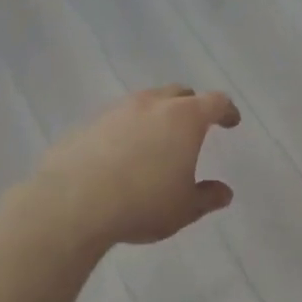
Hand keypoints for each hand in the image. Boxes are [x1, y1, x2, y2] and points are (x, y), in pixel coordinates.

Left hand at [39, 85, 240, 248]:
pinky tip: (121, 155)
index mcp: (185, 118)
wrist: (71, 204)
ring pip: (144, 103)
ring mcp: (116, 111)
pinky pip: (115, 120)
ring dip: (156, 116)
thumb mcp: (184, 208)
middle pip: (178, 93)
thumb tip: (223, 192)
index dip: (226, 111)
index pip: (215, 102)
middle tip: (194, 127)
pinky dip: (126, 130)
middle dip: (191, 106)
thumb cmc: (142, 203)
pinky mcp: (86, 124)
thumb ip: (207, 197)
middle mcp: (152, 105)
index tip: (231, 122)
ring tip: (156, 141)